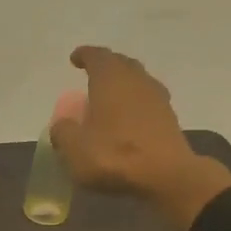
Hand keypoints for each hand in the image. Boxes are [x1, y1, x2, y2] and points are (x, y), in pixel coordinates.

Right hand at [50, 45, 230, 230]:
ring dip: (122, 83)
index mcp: (110, 81)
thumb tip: (62, 124)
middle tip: (91, 74)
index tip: (75, 58)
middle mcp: (136, 81)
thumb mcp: (74, 149)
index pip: (97, 57)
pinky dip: (133, 102)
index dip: (84, 55)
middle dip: (105, 65)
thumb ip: (63, 133)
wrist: (166, 175)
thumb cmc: (114, 156)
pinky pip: (146, 100)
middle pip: (121, 64)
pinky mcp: (168, 117)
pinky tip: (125, 116)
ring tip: (107, 96)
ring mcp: (156, 98)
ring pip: (136, 80)